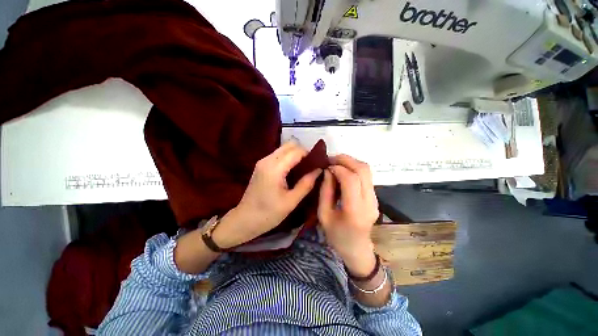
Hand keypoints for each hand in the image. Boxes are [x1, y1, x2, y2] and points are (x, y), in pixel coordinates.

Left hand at [213, 141, 321, 247]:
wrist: (245, 219)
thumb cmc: (269, 214)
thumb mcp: (291, 201)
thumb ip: (306, 183)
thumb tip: (319, 170)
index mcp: (275, 168)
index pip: (296, 151)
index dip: (310, 154)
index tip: (319, 163)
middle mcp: (267, 160)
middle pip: (290, 144)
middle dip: (303, 151)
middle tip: (312, 165)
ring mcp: (263, 161)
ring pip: (284, 148)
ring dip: (296, 154)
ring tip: (304, 167)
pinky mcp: (261, 165)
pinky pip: (278, 154)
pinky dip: (288, 157)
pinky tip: (293, 170)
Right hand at [318, 154, 378, 275]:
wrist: (357, 249)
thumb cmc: (336, 236)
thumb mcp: (323, 215)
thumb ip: (325, 191)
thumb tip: (328, 171)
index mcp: (354, 211)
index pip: (351, 179)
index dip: (338, 168)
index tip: (326, 166)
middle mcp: (369, 202)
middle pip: (363, 170)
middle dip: (346, 159)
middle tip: (331, 159)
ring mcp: (375, 199)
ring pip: (367, 170)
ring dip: (351, 162)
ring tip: (336, 163)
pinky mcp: (375, 197)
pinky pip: (366, 176)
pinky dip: (354, 169)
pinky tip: (343, 172)